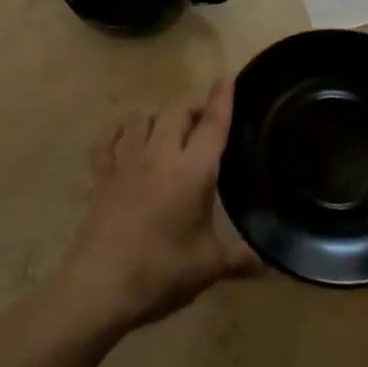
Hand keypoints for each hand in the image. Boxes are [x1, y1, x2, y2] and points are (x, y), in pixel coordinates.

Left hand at [53, 80, 260, 334]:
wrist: (99, 287)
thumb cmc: (161, 273)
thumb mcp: (208, 268)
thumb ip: (240, 260)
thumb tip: (268, 265)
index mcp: (192, 172)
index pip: (211, 125)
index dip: (221, 100)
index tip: (227, 79)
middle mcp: (159, 156)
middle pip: (175, 113)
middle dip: (191, 111)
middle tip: (203, 126)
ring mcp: (125, 163)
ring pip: (140, 119)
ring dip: (157, 119)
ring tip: (167, 133)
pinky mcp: (101, 176)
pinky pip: (107, 140)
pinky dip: (119, 134)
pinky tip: (125, 142)